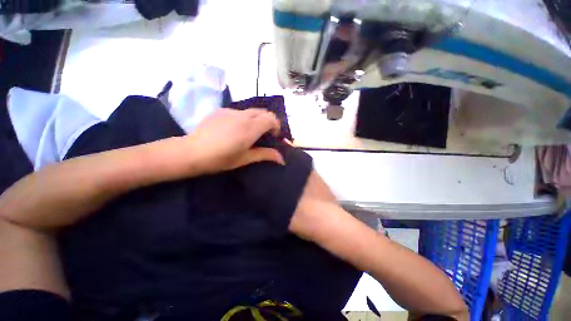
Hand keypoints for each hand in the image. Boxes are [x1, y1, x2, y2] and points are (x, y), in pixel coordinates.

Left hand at [188, 108, 284, 173]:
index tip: (273, 137)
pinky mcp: (221, 110)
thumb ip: (265, 155)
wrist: (192, 152)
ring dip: (257, 119)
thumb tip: (282, 159)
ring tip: (250, 132)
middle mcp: (243, 116)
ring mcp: (231, 111)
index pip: (271, 118)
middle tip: (264, 135)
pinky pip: (239, 112)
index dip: (276, 127)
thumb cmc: (221, 159)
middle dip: (268, 121)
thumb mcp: (245, 158)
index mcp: (250, 128)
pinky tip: (235, 129)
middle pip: (263, 112)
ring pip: (251, 111)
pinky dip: (244, 118)